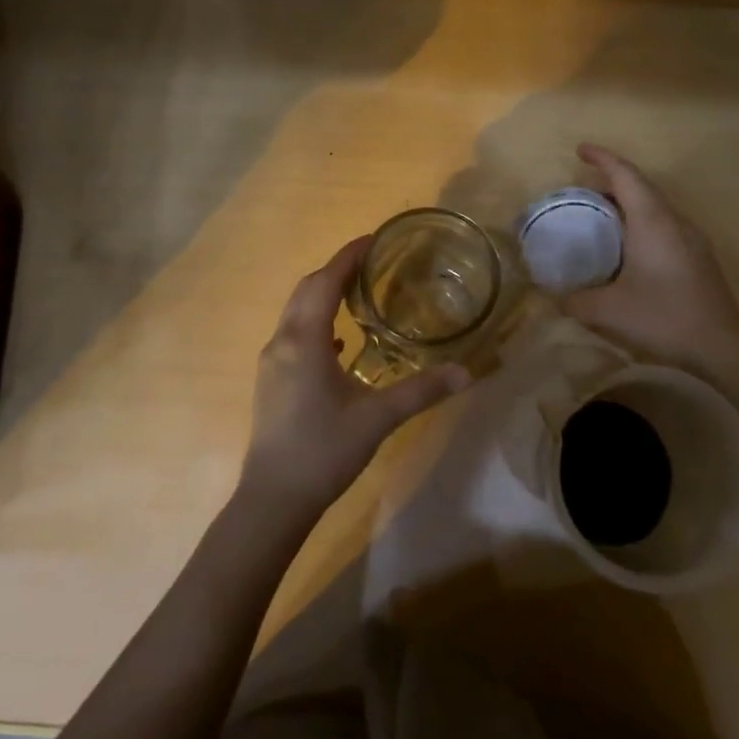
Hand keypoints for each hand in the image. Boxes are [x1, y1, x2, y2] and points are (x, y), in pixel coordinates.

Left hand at [242, 236, 469, 520]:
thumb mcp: (378, 418)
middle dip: (336, 270)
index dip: (348, 257)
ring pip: (297, 312)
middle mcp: (282, 342)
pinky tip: (340, 343)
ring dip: (323, 295)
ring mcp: (272, 362)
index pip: (325, 282)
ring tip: (359, 293)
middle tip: (372, 263)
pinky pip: (294, 335)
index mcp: (304, 340)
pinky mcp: (271, 381)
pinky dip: (317, 324)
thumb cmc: (324, 450)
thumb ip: (422, 391)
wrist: (273, 499)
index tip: (374, 239)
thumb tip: (467, 373)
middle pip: (307, 290)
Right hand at [564, 143, 738, 370]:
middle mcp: (674, 220)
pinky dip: (640, 223)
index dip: (602, 158)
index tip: (580, 149)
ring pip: (655, 207)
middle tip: (583, 190)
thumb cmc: (663, 316)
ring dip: (628, 204)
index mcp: (652, 221)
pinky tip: (627, 249)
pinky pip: (664, 225)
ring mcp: (691, 238)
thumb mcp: (608, 311)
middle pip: (642, 187)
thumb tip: (553, 296)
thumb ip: (574, 300)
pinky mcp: (698, 256)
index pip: (625, 175)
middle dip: (612, 180)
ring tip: (601, 217)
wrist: (722, 345)